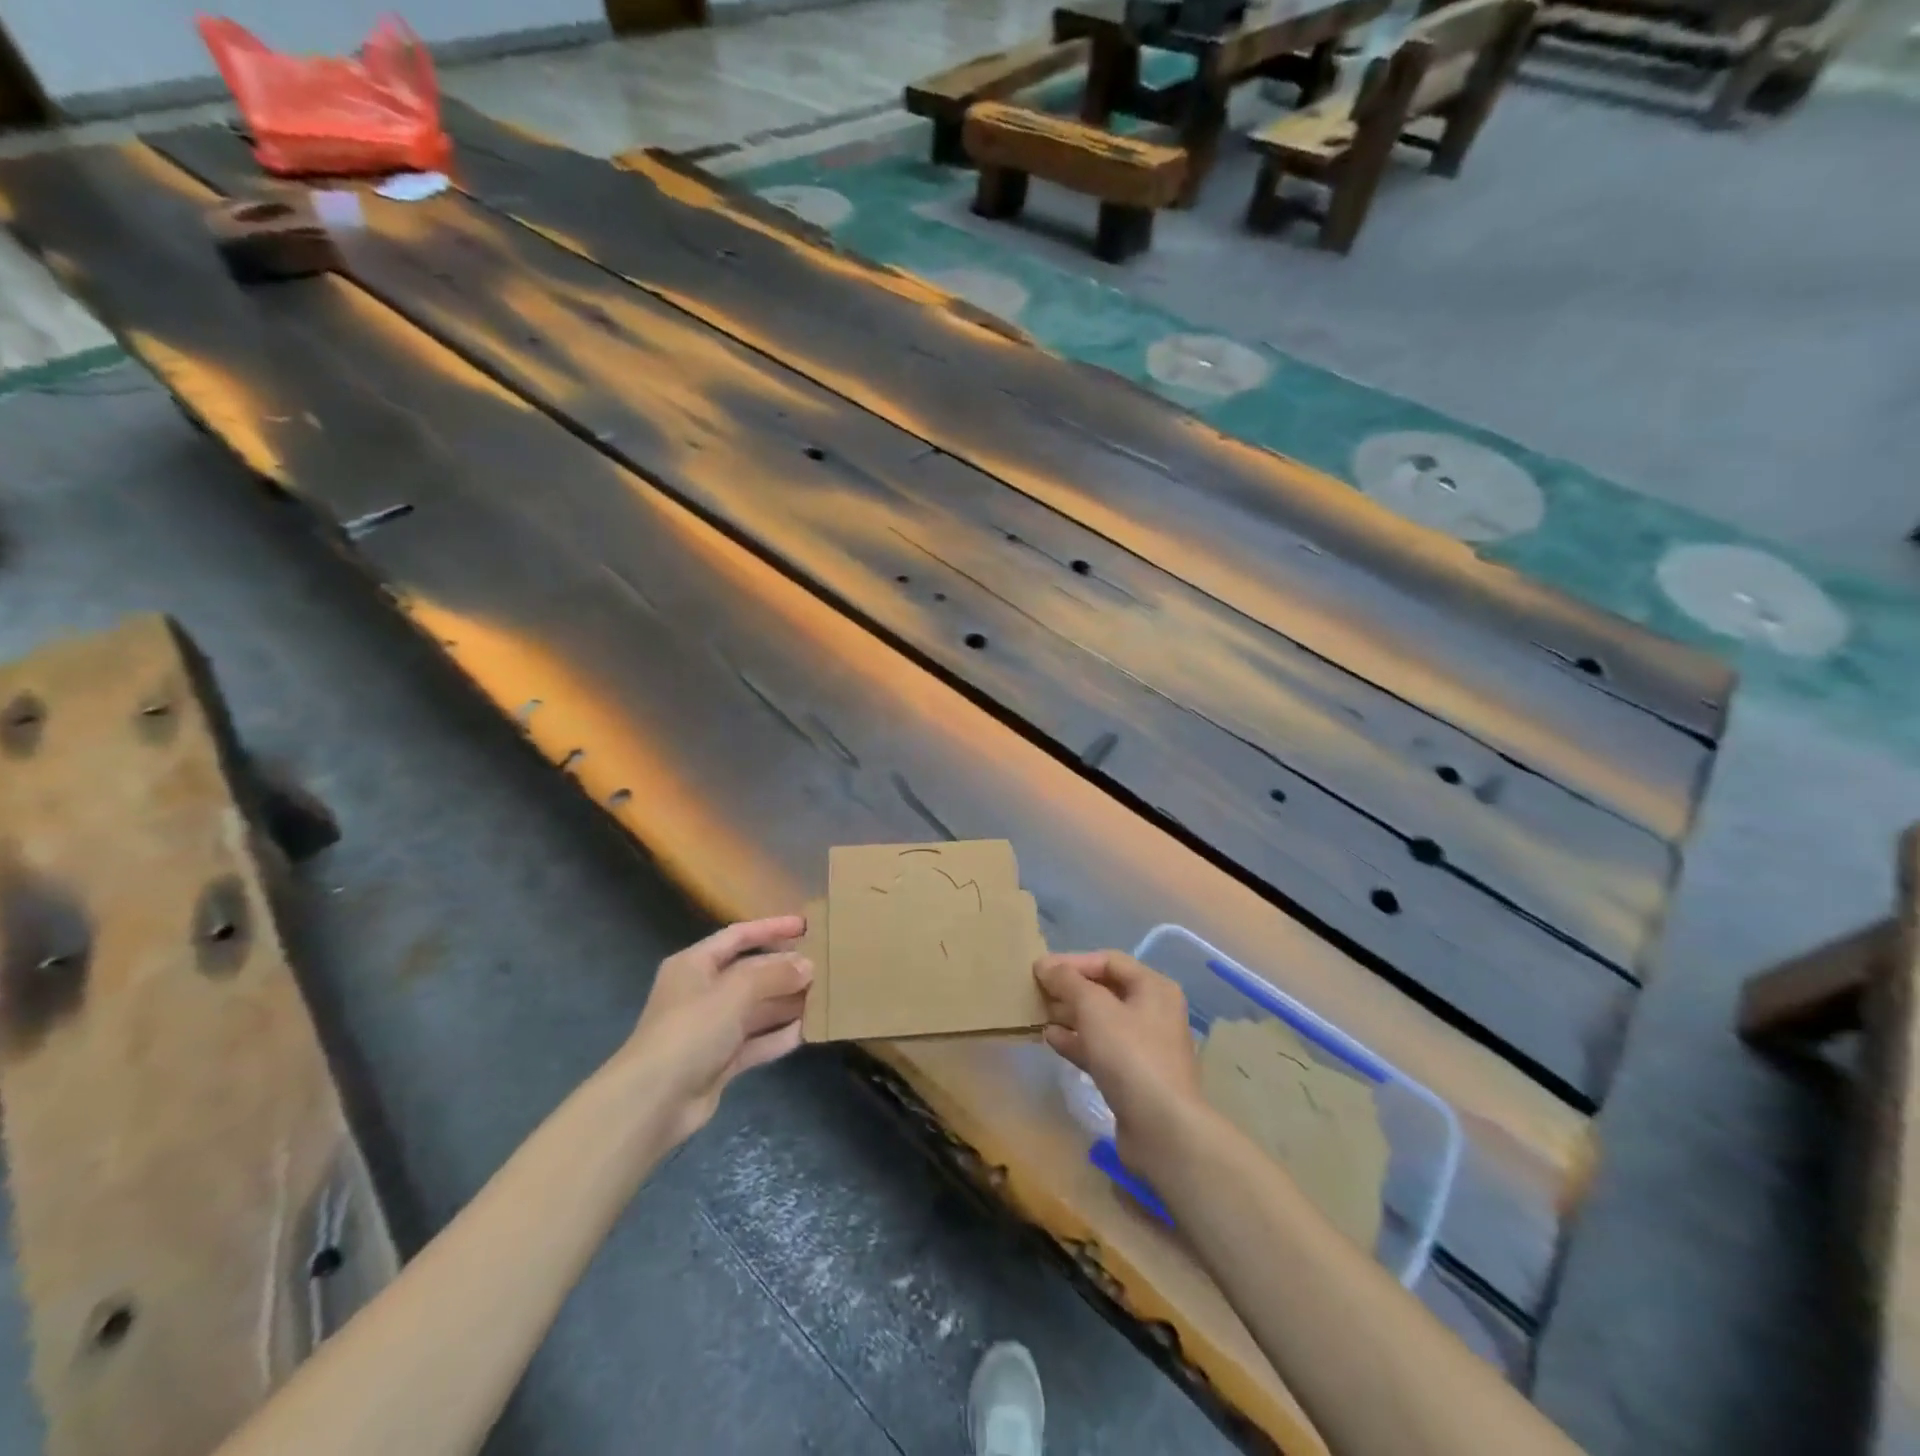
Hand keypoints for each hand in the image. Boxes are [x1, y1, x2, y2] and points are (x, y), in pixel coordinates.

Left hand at [622, 916, 812, 1146]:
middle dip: (785, 970)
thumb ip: (773, 974)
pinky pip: (756, 1041)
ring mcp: (711, 1028)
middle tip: (824, 966)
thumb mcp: (734, 992)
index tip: (805, 926)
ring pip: (756, 1008)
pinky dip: (778, 1036)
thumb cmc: (690, 1031)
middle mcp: (702, 992)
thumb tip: (807, 965)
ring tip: (824, 997)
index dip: (771, 928)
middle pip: (751, 973)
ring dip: (787, 1003)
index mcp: (695, 964)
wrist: (653, 1102)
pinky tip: (807, 1032)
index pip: (738, 936)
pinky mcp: (719, 1061)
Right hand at [1035, 951, 1205, 1174]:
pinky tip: (1051, 1039)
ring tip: (1038, 1014)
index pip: (1108, 961)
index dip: (1072, 962)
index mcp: (1153, 987)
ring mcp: (1145, 1046)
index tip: (1039, 970)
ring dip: (1069, 1015)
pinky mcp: (1134, 1076)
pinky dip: (1077, 1041)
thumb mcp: (1094, 1008)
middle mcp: (1153, 1011)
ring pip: (1101, 1020)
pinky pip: (1101, 1048)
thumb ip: (1068, 981)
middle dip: (1069, 989)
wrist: (1161, 1128)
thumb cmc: (1130, 1054)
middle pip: (1105, 989)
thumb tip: (1045, 966)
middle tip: (1036, 992)